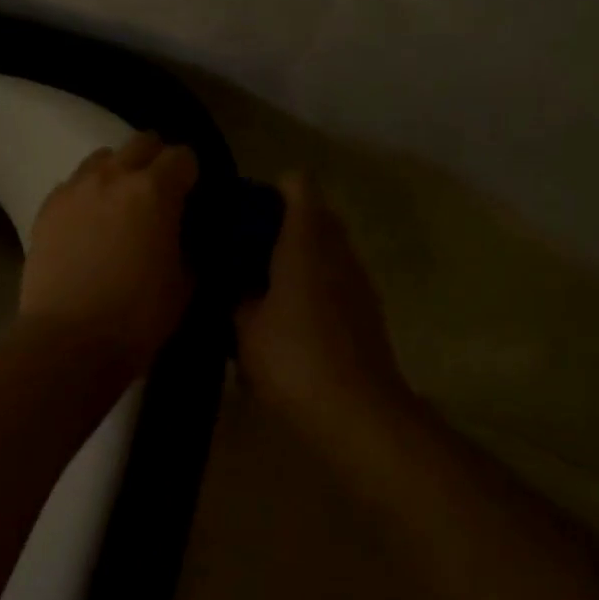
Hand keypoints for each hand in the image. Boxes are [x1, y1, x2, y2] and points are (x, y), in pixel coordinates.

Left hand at [19, 132, 198, 372]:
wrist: (69, 340)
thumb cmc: (138, 316)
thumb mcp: (184, 282)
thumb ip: (187, 244)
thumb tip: (182, 233)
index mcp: (154, 190)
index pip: (183, 156)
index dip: (192, 175)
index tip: (192, 197)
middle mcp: (113, 176)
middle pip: (141, 143)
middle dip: (156, 160)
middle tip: (160, 193)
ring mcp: (74, 189)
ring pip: (102, 158)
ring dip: (118, 171)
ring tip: (120, 204)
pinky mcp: (46, 208)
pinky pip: (73, 184)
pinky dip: (87, 193)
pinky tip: (89, 223)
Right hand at [235, 173, 407, 418]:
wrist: (358, 414)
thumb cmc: (293, 358)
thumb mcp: (244, 327)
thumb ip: (235, 295)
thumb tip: (232, 282)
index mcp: (306, 241)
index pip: (298, 185)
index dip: (271, 188)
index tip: (243, 209)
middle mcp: (338, 251)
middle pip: (315, 215)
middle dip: (281, 224)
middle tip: (243, 249)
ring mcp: (358, 281)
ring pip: (327, 250)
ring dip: (298, 256)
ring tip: (260, 283)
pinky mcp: (366, 312)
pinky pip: (335, 280)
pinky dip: (312, 285)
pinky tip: (286, 317)